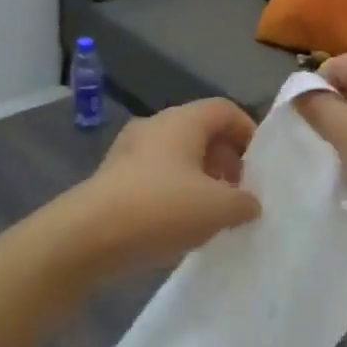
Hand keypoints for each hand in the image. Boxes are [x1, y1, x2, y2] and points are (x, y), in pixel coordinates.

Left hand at [73, 99, 261, 275]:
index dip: (248, 132)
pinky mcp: (112, 178)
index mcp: (182, 121)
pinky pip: (154, 176)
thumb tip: (250, 203)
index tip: (260, 166)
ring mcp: (128, 151)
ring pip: (176, 155)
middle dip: (226, 159)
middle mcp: (154, 126)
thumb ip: (244, 203)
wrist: (87, 237)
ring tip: (213, 212)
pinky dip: (174, 191)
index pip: (224, 109)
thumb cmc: (160, 209)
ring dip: (200, 177)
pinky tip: (180, 224)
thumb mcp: (218, 209)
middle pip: (200, 131)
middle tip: (240, 191)